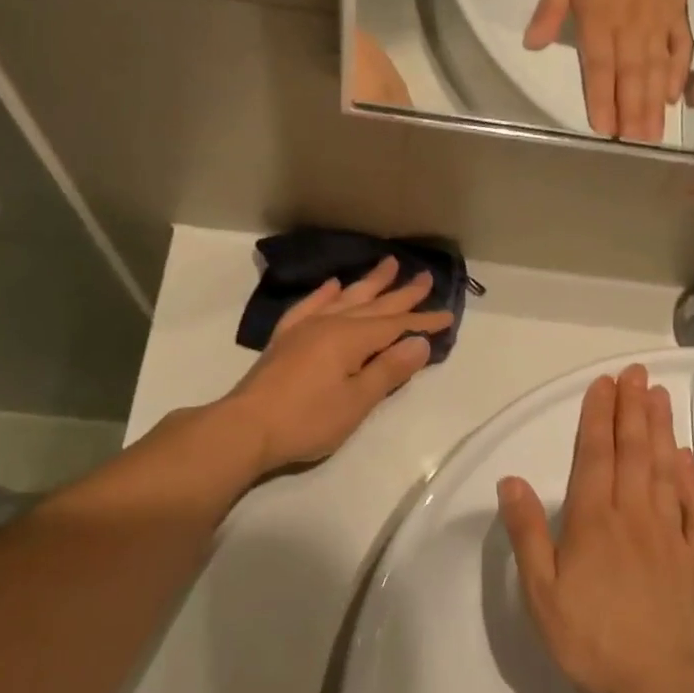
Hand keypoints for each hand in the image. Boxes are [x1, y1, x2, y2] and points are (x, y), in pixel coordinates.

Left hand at [221, 257, 451, 474]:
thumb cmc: (307, 420)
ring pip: (345, 298)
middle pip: (374, 305)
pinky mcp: (286, 339)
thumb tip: (420, 342)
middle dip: (402, 293)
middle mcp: (330, 324)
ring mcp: (305, 328)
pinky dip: (324, 294)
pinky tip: (333, 285)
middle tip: (425, 276)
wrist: (245, 428)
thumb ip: (389, 370)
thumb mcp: (357, 401)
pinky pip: (310, 306)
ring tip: (388, 265)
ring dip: (369, 283)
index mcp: (351, 338)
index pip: (396, 325)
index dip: (423, 321)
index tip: (448, 315)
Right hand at [497, 365, 693, 692]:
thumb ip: (527, 533)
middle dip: (632, 408)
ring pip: (665, 468)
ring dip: (661, 429)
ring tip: (660, 397)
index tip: (604, 383)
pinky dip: (691, 476)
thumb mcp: (541, 592)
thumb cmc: (591, 640)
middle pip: (633, 450)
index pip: (595, 454)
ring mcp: (669, 533)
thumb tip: (510, 481)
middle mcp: (633, 514)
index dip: (598, 416)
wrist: (662, 688)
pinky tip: (687, 457)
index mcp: (594, 520)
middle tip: (636, 373)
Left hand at [524, 0, 693, 141]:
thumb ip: (550, 9)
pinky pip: (680, 49)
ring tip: (654, 134)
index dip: (602, 100)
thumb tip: (531, 45)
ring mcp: (657, 25)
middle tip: (634, 144)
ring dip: (654, 104)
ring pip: (655, 71)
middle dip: (632, 113)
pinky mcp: (677, 16)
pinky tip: (675, 97)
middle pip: (630, 78)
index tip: (604, 127)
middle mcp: (630, 30)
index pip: (599, 69)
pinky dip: (679, 73)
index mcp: (599, 22)